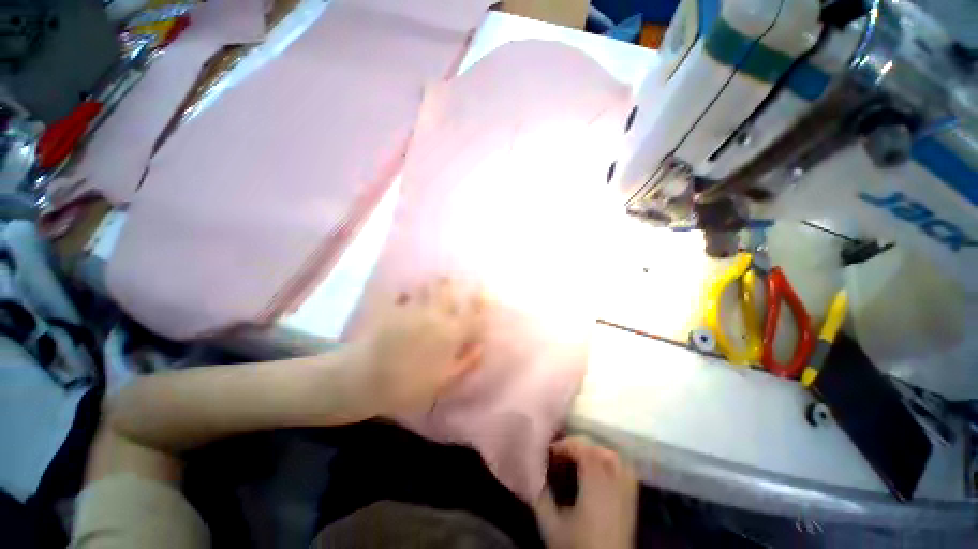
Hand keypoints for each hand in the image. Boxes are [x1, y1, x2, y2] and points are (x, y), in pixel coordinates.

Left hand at [354, 278, 484, 414]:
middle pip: (447, 290)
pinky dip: (408, 292)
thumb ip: (466, 362)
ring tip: (433, 284)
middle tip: (452, 282)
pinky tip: (406, 295)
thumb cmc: (409, 385)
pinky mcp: (393, 309)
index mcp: (451, 333)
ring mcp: (413, 309)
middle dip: (452, 283)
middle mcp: (436, 315)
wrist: (366, 379)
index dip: (478, 298)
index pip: (471, 310)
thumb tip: (482, 346)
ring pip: (426, 287)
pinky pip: (404, 293)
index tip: (481, 290)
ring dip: (432, 284)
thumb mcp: (443, 381)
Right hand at [534, 437, 638, 548]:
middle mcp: (615, 482)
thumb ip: (541, 495)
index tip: (548, 451)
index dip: (565, 444)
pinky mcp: (632, 499)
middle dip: (577, 444)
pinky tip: (597, 466)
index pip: (584, 450)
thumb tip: (531, 469)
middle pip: (599, 449)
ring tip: (576, 457)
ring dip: (593, 449)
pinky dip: (609, 459)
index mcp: (595, 486)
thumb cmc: (576, 548)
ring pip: (613, 455)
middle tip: (559, 452)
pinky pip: (624, 467)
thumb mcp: (551, 525)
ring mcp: (627, 490)